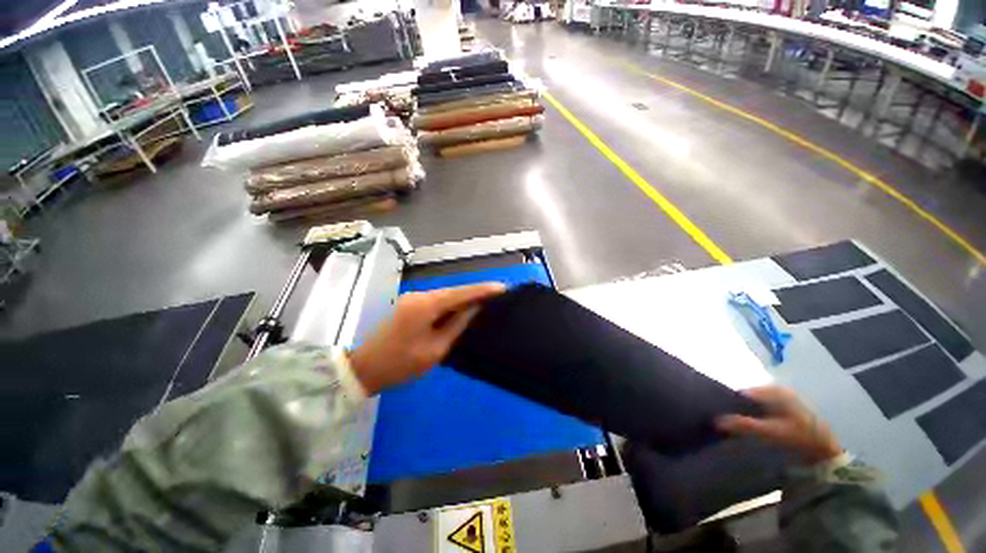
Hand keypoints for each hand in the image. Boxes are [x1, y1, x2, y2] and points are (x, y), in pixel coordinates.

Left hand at [348, 283, 505, 394]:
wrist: (364, 368)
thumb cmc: (400, 363)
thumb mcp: (435, 349)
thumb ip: (456, 326)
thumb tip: (474, 310)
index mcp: (425, 305)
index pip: (460, 293)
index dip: (482, 290)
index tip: (502, 288)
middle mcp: (419, 296)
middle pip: (453, 292)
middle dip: (474, 293)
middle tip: (497, 296)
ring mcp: (412, 299)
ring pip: (445, 296)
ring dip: (463, 299)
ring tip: (484, 302)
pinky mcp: (409, 305)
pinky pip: (436, 301)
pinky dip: (451, 304)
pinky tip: (462, 310)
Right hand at [716, 386, 841, 464]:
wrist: (828, 454)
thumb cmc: (800, 439)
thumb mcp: (771, 432)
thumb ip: (744, 424)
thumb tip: (716, 419)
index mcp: (775, 390)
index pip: (743, 392)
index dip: (730, 403)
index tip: (720, 415)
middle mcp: (779, 390)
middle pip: (750, 397)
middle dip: (738, 408)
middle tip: (728, 423)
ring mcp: (786, 399)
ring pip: (757, 404)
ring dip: (747, 414)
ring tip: (738, 427)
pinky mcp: (789, 410)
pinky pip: (765, 410)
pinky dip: (757, 417)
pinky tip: (754, 429)